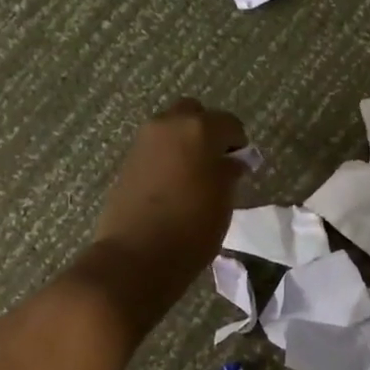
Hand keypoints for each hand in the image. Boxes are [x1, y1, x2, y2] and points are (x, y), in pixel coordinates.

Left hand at [92, 98, 247, 285]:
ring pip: (170, 129)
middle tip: (216, 160)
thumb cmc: (193, 226)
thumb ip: (229, 172)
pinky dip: (167, 158)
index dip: (239, 142)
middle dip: (207, 131)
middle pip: (193, 114)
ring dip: (184, 143)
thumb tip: (231, 161)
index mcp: (199, 128)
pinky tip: (173, 185)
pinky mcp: (127, 162)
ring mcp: (143, 142)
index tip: (242, 164)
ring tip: (195, 175)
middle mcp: (168, 125)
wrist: (137, 256)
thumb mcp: (224, 199)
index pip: (229, 123)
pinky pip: (155, 149)